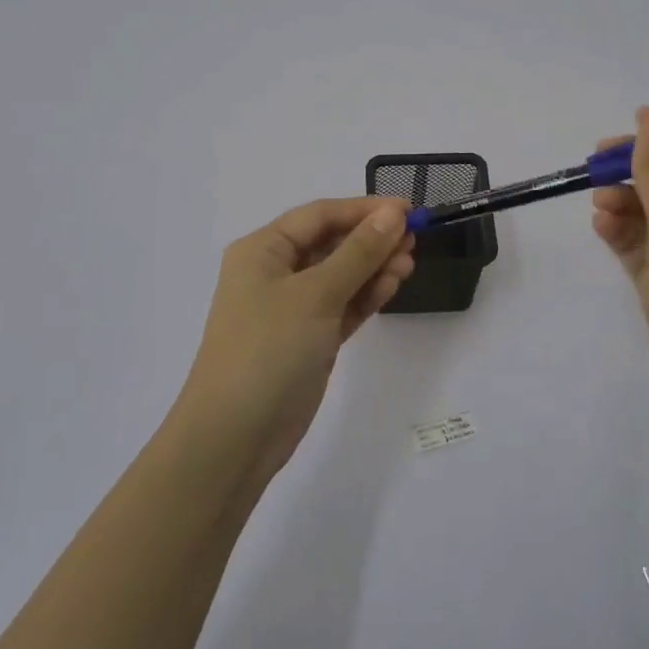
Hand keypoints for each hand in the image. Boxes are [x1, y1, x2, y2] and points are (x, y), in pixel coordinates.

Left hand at [175, 197, 415, 475]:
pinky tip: (392, 285)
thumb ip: (358, 253)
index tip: (407, 210)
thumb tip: (393, 214)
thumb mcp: (316, 295)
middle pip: (331, 243)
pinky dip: (366, 295)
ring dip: (374, 267)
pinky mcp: (308, 339)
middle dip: (372, 239)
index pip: (320, 216)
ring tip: (409, 264)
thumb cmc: (268, 350)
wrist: (234, 438)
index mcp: (262, 250)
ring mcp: (292, 308)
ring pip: (340, 275)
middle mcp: (275, 273)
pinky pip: (342, 305)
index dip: (364, 210)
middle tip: (414, 239)